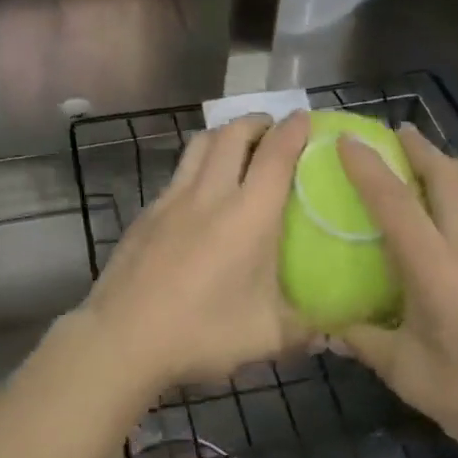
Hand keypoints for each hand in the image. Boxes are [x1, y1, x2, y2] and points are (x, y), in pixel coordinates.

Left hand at [80, 112, 311, 393]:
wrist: (123, 336)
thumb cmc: (201, 333)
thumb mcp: (267, 338)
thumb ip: (306, 327)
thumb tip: (335, 330)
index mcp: (247, 215)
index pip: (275, 155)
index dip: (293, 130)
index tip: (305, 118)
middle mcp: (210, 194)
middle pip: (232, 134)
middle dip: (256, 122)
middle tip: (273, 131)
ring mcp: (172, 198)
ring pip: (200, 144)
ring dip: (224, 135)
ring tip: (238, 149)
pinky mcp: (148, 211)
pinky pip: (179, 172)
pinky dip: (198, 165)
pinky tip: (201, 193)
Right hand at [333, 127, 457, 457]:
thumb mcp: (407, 374)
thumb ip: (364, 342)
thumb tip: (327, 328)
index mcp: (434, 266)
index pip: (393, 201)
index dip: (366, 166)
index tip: (346, 140)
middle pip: (447, 176)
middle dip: (419, 148)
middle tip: (397, 136)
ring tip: (439, 161)